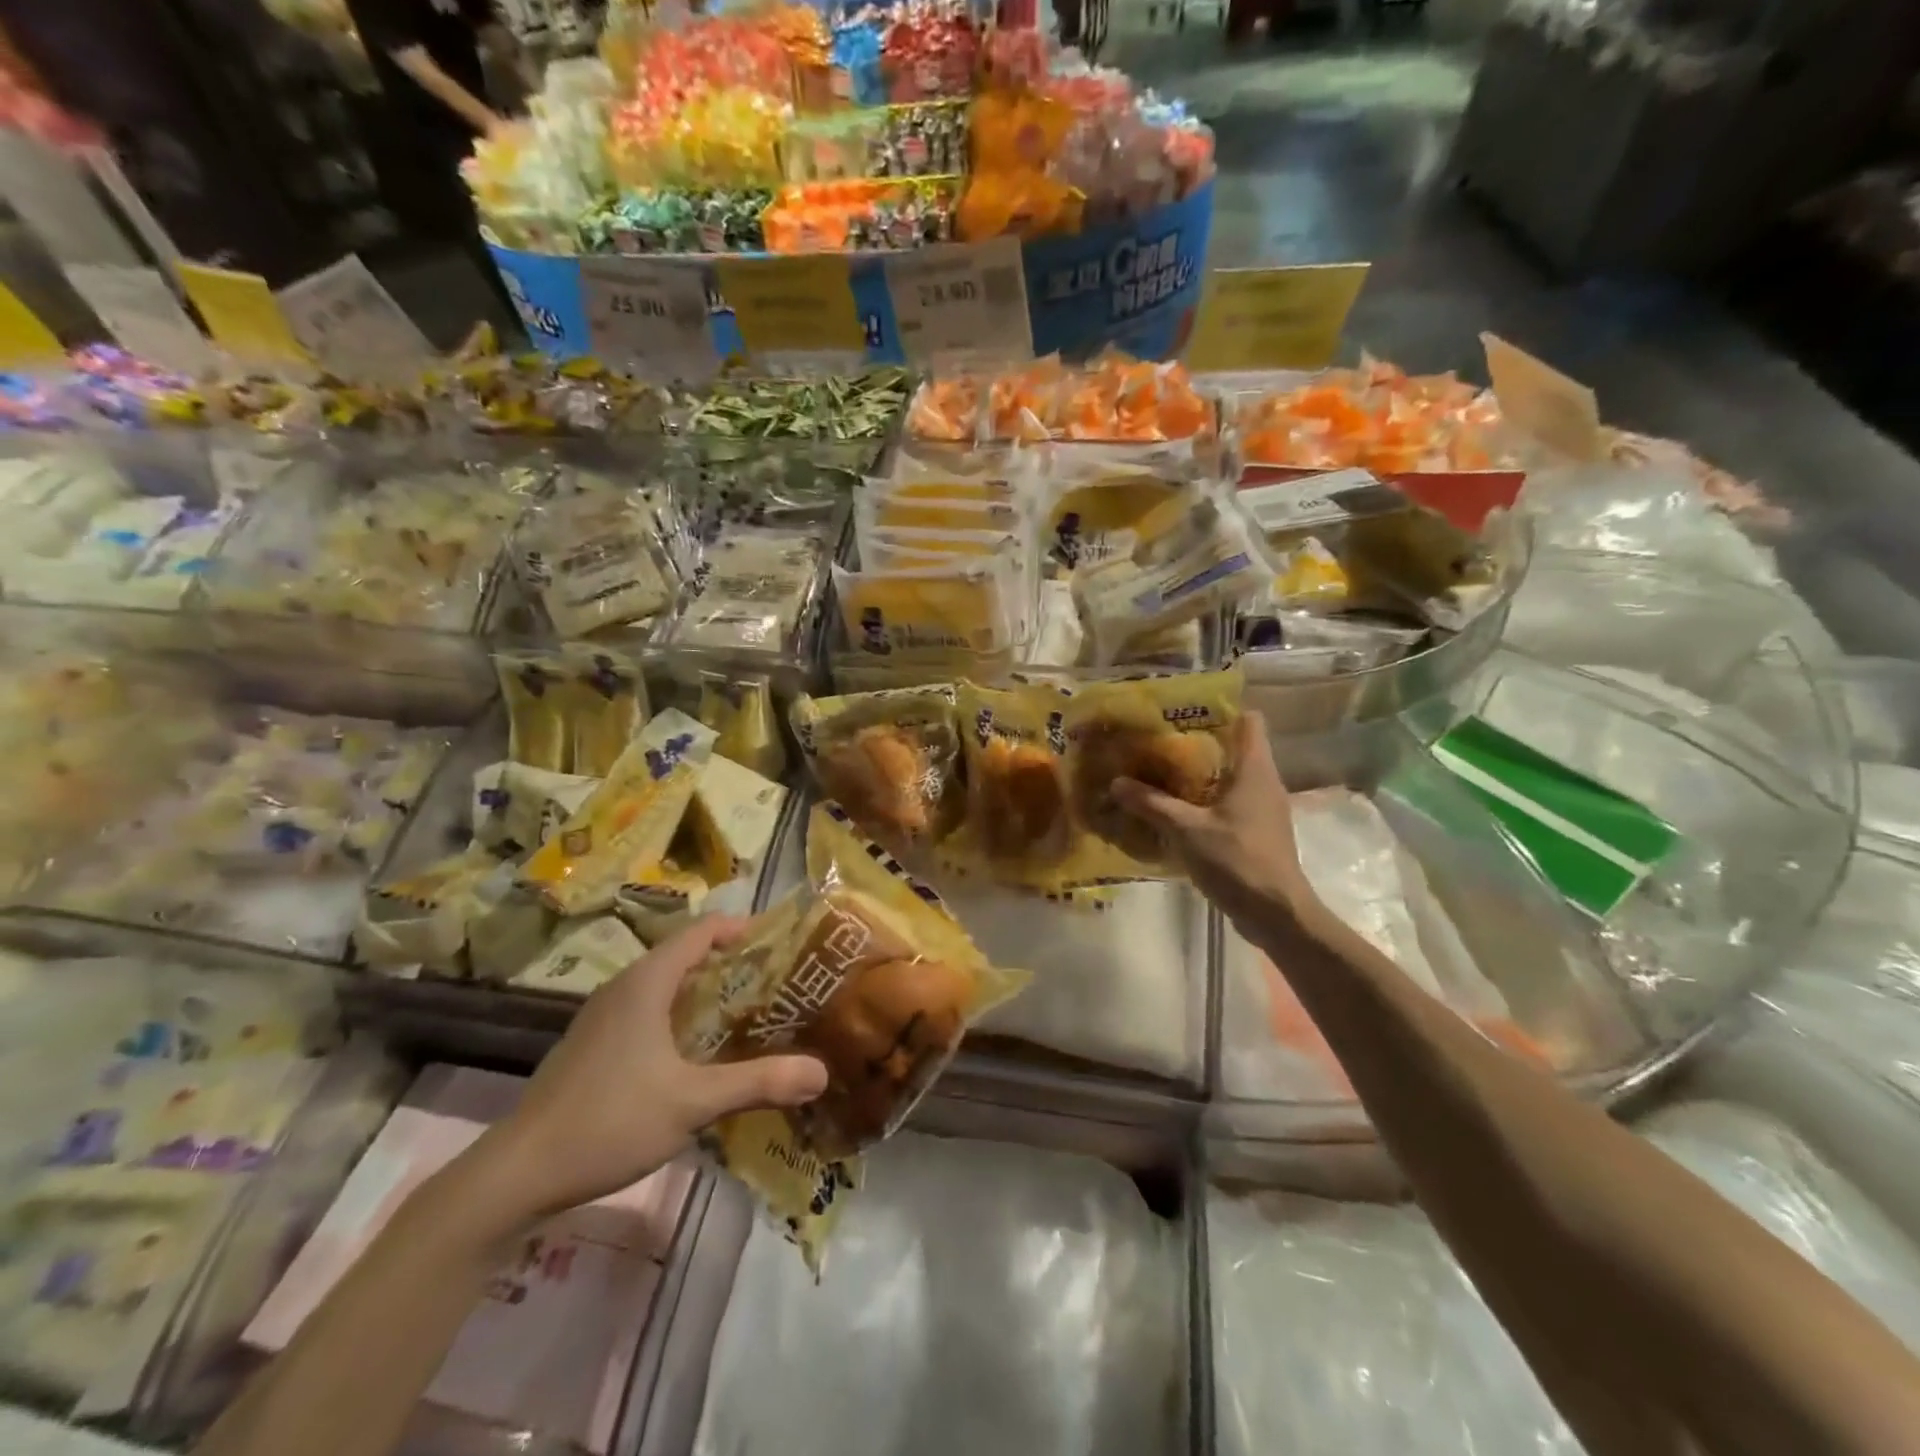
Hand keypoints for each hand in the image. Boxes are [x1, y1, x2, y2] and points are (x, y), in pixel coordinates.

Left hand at [463, 917, 827, 1225]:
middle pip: (686, 955)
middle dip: (732, 964)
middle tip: (777, 983)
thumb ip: (758, 1082)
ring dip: (707, 992)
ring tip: (750, 1014)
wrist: (516, 1175)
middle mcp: (624, 987)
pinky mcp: (594, 1046)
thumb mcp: (693, 1102)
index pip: (702, 930)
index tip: (782, 943)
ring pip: (666, 986)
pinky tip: (699, 1053)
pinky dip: (682, 1016)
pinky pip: (649, 1011)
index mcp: (647, 981)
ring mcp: (604, 1017)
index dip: (742, 929)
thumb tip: (822, 1072)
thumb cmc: (608, 1120)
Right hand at [1112, 711, 1315, 933]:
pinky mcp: (1257, 832)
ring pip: (1229, 777)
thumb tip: (1116, 782)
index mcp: (1254, 769)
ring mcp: (1263, 809)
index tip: (1183, 712)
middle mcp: (1263, 782)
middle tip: (1158, 743)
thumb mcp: (1186, 830)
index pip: (1249, 720)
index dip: (1220, 709)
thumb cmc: (1237, 860)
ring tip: (1159, 773)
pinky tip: (1175, 811)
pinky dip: (1204, 801)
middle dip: (1197, 743)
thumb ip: (1151, 804)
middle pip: (1234, 747)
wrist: (1276, 914)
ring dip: (1198, 775)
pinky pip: (1228, 804)